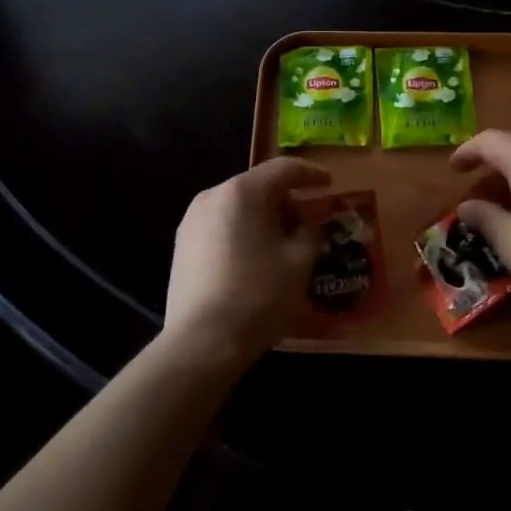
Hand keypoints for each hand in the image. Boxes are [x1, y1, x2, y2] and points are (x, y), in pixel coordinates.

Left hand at [162, 157, 330, 371]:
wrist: (202, 341)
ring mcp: (192, 220)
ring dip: (264, 215)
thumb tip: (310, 223)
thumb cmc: (258, 296)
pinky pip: (221, 224)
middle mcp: (213, 195)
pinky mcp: (182, 244)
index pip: (283, 169)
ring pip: (237, 205)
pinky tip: (256, 255)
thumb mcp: (299, 263)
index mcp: (242, 192)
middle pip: (257, 185)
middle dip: (287, 198)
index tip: (329, 184)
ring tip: (285, 239)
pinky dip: (243, 229)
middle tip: (310, 218)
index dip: (310, 174)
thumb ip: (310, 233)